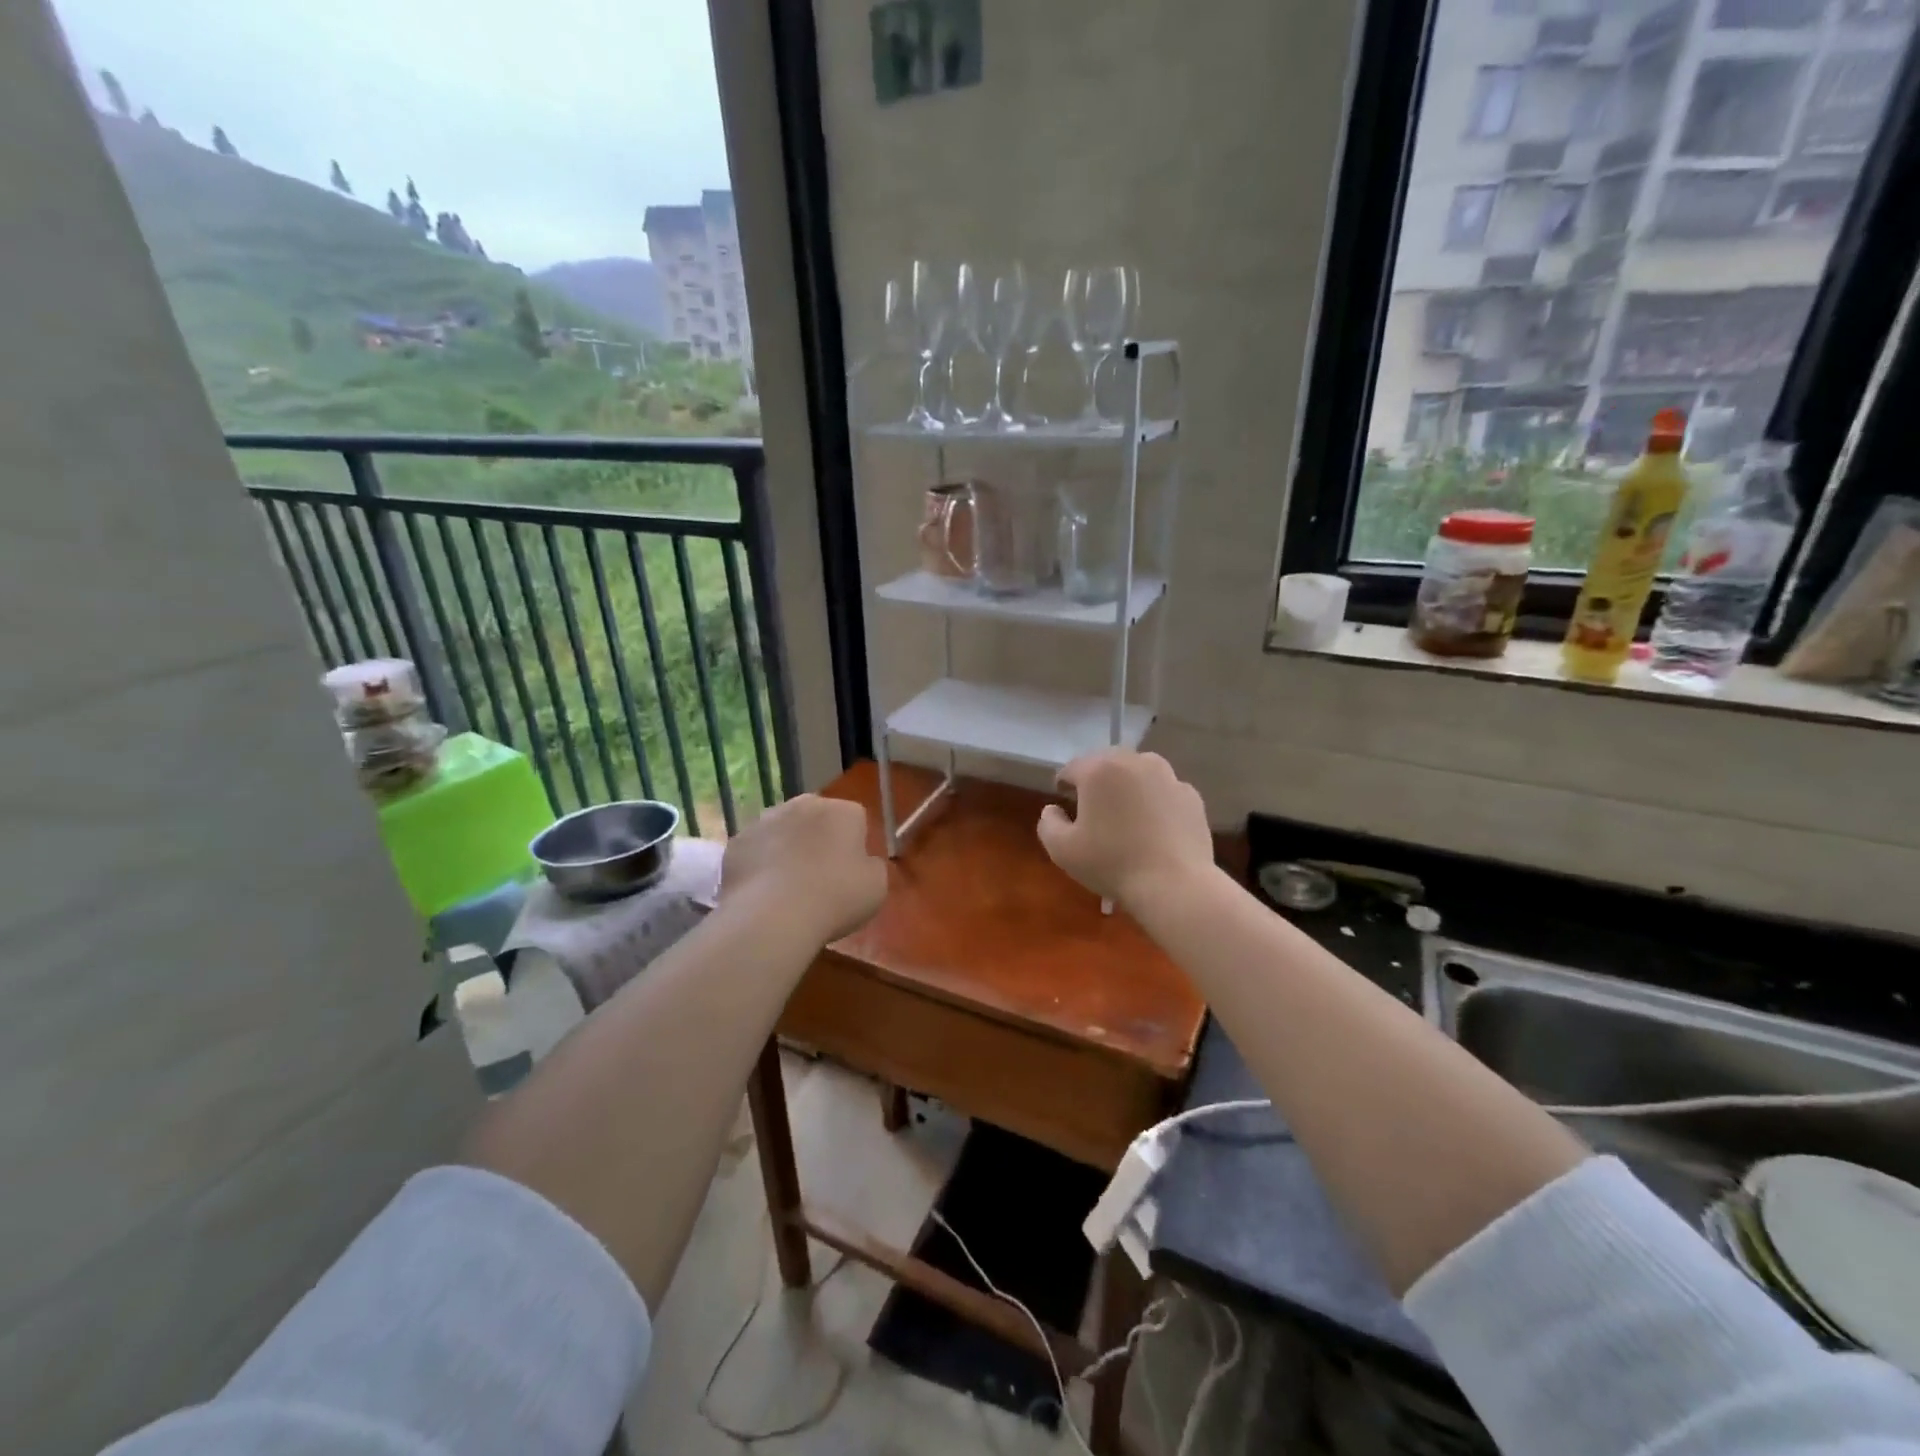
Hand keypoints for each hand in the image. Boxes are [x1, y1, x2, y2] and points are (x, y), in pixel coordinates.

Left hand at [719, 794, 887, 943]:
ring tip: (787, 887)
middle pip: (815, 818)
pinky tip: (762, 893)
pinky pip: (755, 850)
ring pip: (782, 831)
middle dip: (817, 839)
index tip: (850, 872)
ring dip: (786, 849)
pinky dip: (759, 865)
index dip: (854, 845)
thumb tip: (860, 862)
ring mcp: (765, 820)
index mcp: (843, 811)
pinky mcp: (736, 842)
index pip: (855, 819)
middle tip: (819, 876)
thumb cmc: (836, 897)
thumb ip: (871, 866)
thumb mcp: (876, 886)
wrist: (773, 916)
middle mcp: (803, 805)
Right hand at [1037, 750, 1214, 909]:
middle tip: (1094, 810)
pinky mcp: (1192, 796)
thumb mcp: (1062, 850)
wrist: (1175, 884)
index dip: (1064, 785)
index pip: (1072, 768)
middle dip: (1097, 782)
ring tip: (1126, 816)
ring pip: (1139, 773)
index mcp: (1099, 770)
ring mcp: (1169, 777)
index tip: (1064, 803)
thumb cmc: (1112, 863)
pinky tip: (1154, 829)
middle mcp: (1135, 762)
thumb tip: (1053, 809)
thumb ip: (1048, 823)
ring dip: (1128, 787)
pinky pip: (1164, 792)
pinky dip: (1156, 803)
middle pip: (1107, 764)